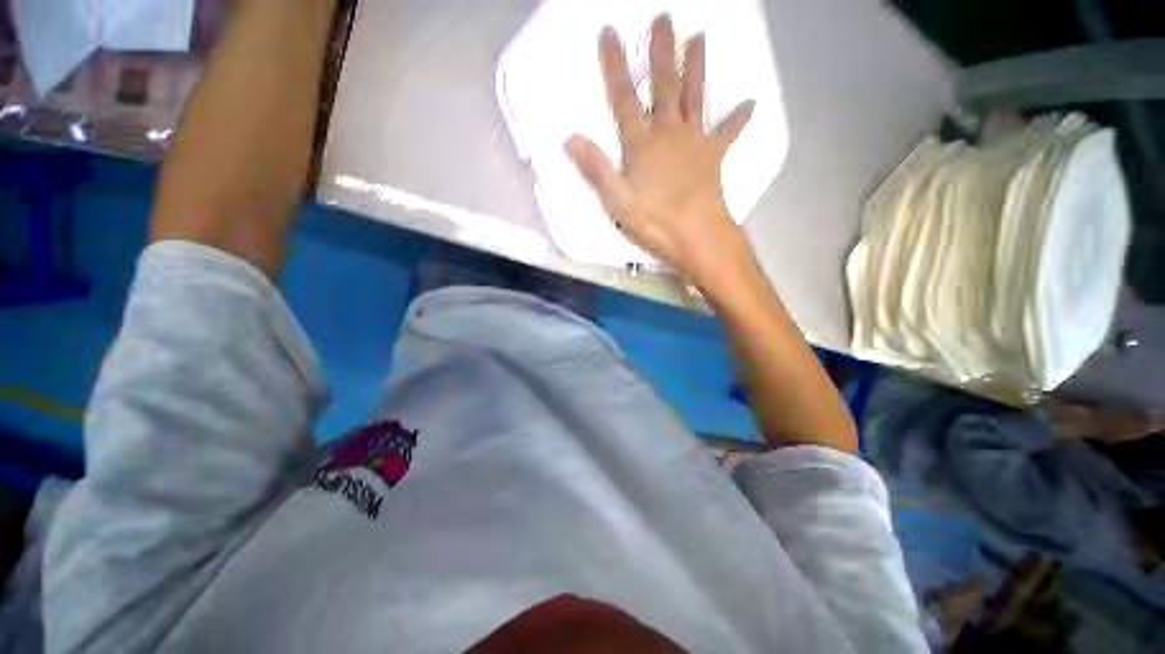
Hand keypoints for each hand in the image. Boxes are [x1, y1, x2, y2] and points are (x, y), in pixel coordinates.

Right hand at [565, 15, 755, 288]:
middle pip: (664, 86)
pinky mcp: (713, 156)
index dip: (615, 64)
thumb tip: (570, 138)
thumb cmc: (655, 221)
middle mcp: (668, 133)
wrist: (696, 235)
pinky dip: (738, 118)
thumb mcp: (616, 201)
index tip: (610, 32)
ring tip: (699, 37)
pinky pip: (728, 133)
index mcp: (642, 144)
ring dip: (697, 66)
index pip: (624, 98)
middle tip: (665, 17)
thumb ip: (595, 169)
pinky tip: (750, 103)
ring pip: (695, 96)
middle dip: (662, 51)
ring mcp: (694, 142)